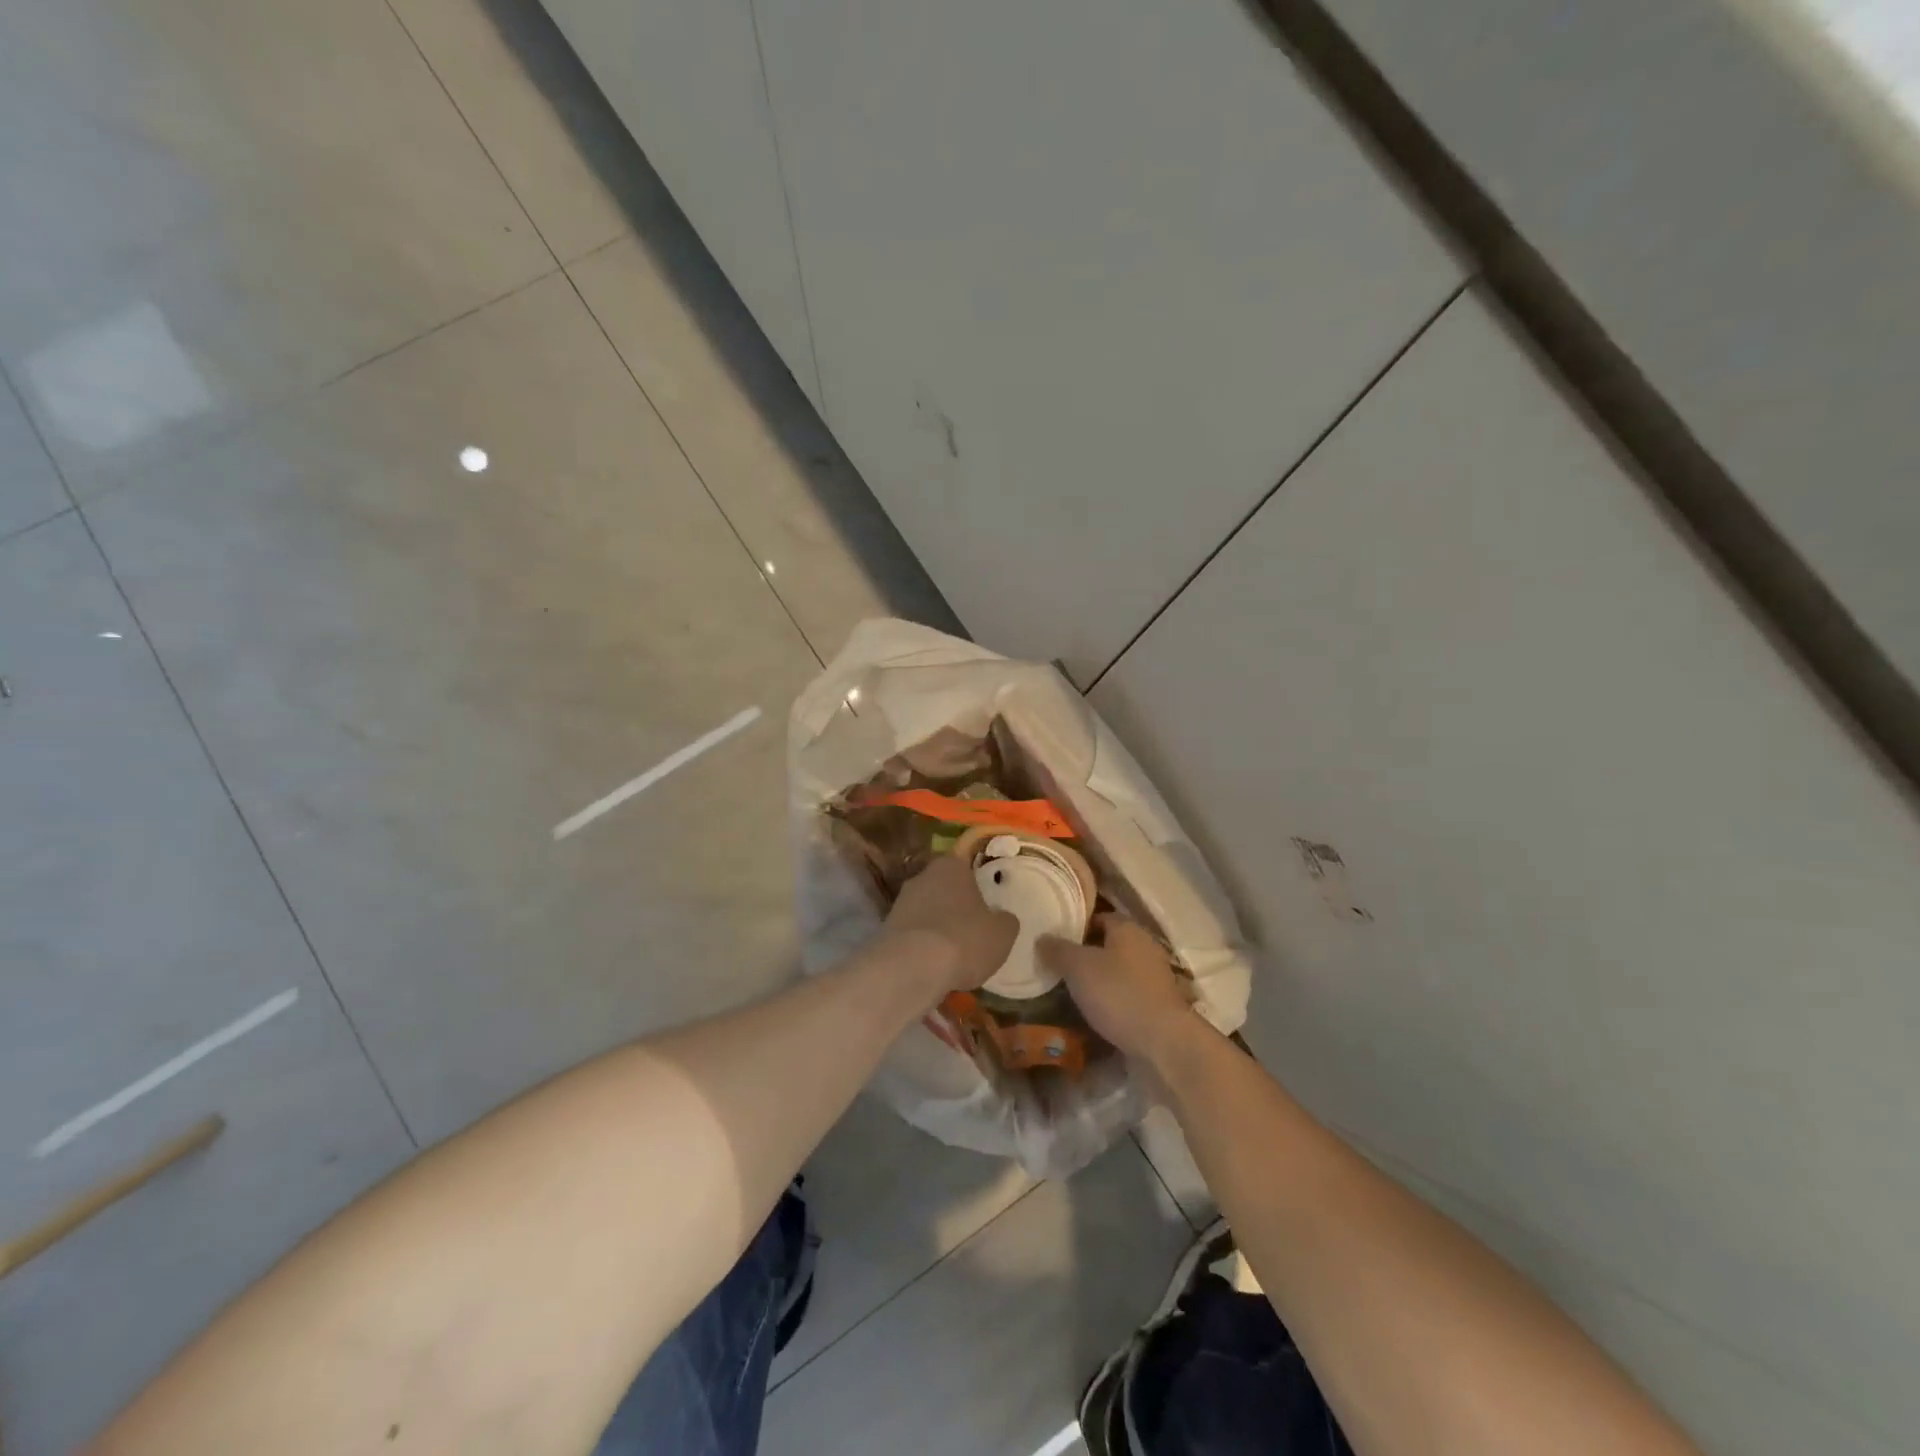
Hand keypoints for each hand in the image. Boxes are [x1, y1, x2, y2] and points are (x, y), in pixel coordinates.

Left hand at [883, 854, 1018, 994]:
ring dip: (938, 926)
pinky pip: (913, 934)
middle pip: (944, 887)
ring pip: (927, 911)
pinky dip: (922, 946)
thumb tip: (1002, 918)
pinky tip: (933, 965)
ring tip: (954, 954)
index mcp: (950, 865)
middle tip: (973, 928)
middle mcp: (922, 876)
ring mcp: (900, 902)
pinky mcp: (885, 929)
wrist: (910, 968)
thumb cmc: (963, 939)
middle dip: (956, 905)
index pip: (966, 864)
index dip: (978, 882)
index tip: (987, 902)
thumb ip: (1005, 920)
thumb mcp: (1002, 933)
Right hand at [1040, 916, 1193, 1062]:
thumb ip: (1058, 950)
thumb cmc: (1118, 993)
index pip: (1098, 917)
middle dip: (1086, 955)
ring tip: (1072, 993)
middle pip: (1109, 944)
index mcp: (1128, 929)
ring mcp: (1155, 976)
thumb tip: (1042, 937)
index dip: (1076, 927)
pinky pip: (1128, 995)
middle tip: (1058, 968)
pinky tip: (1095, 1014)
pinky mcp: (1159, 1004)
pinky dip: (1113, 1001)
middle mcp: (1145, 946)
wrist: (1163, 1042)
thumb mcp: (1078, 967)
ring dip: (1099, 980)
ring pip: (1119, 971)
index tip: (1055, 941)